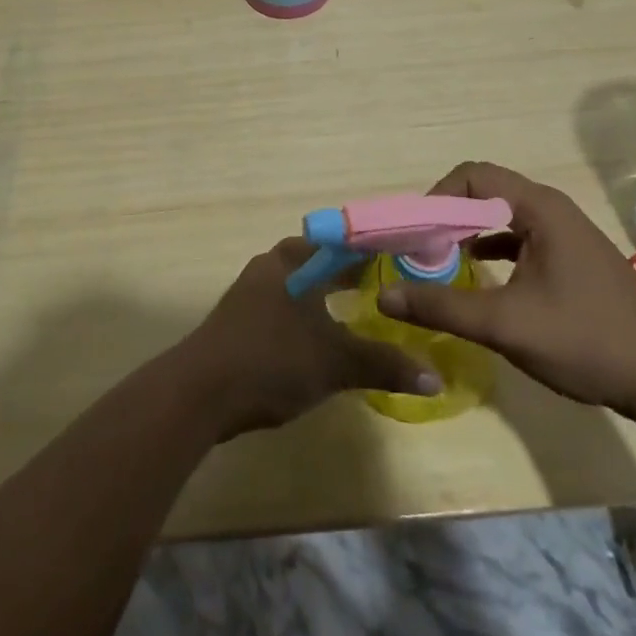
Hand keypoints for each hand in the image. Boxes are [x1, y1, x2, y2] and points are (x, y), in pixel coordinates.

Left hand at [181, 238, 440, 438]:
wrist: (199, 393)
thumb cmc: (272, 360)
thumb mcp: (335, 362)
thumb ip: (384, 365)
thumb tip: (435, 378)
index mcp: (293, 260)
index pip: (342, 242)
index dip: (373, 251)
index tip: (402, 261)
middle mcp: (271, 266)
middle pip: (319, 261)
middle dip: (350, 274)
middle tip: (386, 290)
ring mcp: (251, 293)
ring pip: (300, 285)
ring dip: (327, 296)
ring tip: (360, 313)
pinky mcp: (239, 321)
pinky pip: (284, 307)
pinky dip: (307, 316)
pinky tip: (321, 339)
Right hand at [377, 161, 635, 419]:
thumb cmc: (587, 340)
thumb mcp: (506, 325)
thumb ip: (443, 307)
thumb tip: (384, 296)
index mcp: (538, 207)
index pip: (472, 175)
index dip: (436, 198)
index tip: (415, 234)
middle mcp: (551, 209)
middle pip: (483, 191)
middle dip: (446, 216)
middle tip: (420, 249)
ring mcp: (564, 233)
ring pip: (501, 215)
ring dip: (467, 231)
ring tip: (439, 261)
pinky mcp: (570, 257)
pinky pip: (519, 237)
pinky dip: (491, 247)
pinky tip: (477, 274)